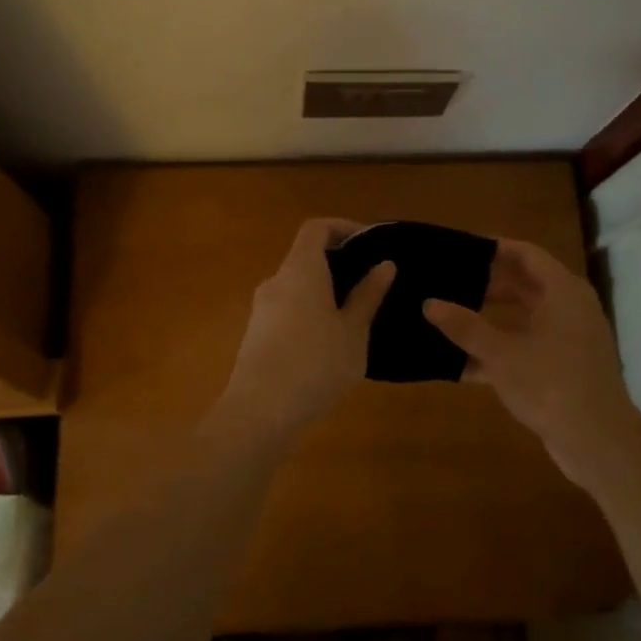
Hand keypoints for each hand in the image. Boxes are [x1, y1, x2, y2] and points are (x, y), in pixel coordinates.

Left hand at [220, 219, 394, 440]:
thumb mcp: (353, 331)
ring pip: (297, 286)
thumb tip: (384, 264)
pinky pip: (288, 309)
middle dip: (338, 263)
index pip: (316, 228)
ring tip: (356, 315)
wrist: (260, 413)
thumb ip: (368, 295)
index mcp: (300, 270)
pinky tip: (330, 343)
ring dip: (324, 291)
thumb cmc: (316, 364)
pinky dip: (310, 312)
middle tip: (371, 283)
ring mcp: (261, 309)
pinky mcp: (256, 335)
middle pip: (305, 256)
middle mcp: (276, 281)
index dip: (343, 227)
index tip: (370, 244)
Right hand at [424, 240, 640, 488]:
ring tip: (448, 316)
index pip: (525, 254)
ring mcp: (568, 340)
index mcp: (562, 292)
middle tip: (448, 280)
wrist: (598, 442)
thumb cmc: (552, 384)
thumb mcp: (501, 354)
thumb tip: (429, 303)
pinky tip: (461, 363)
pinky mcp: (562, 368)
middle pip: (523, 284)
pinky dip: (498, 350)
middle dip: (485, 283)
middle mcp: (569, 308)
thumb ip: (464, 327)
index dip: (493, 248)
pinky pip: (525, 347)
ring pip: (522, 318)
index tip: (459, 248)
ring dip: (489, 318)